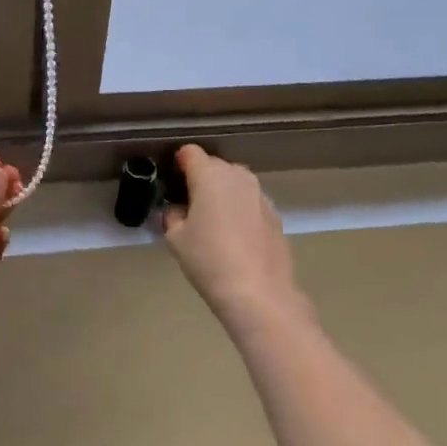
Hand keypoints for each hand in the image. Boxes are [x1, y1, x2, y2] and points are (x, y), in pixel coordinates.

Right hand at [163, 145, 302, 327]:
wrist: (258, 293)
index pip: (189, 152)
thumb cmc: (209, 259)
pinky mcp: (275, 214)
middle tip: (188, 206)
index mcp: (210, 175)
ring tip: (212, 222)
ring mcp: (260, 195)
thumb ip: (173, 215)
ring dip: (222, 194)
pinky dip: (239, 210)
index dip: (178, 164)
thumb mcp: (175, 238)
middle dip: (200, 179)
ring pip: (235, 183)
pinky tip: (234, 237)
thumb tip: (179, 210)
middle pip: (214, 166)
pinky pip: (249, 202)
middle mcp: (238, 176)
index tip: (171, 183)